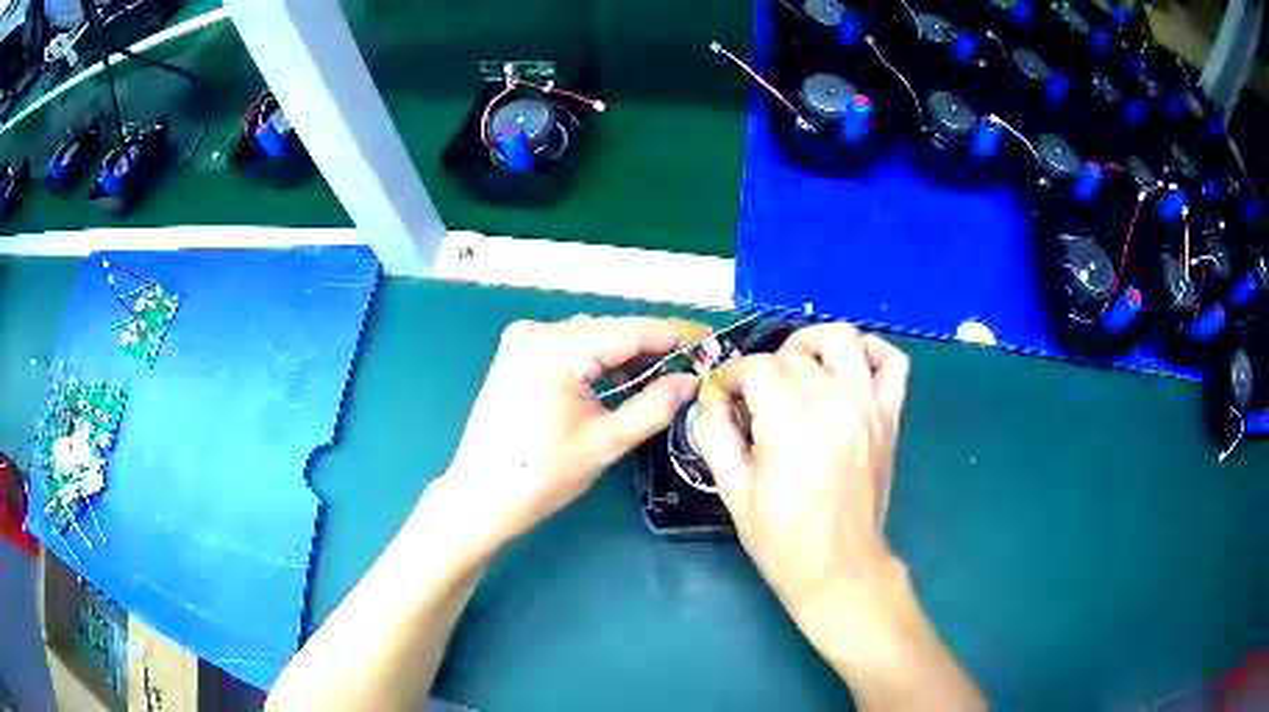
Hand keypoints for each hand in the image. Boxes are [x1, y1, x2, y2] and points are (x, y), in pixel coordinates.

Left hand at [440, 315, 705, 544]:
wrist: (480, 497)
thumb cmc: (541, 476)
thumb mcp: (606, 442)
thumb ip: (655, 405)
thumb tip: (693, 380)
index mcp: (555, 347)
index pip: (630, 330)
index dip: (675, 334)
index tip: (712, 341)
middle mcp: (537, 330)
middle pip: (611, 331)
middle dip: (653, 347)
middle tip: (694, 365)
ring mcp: (523, 341)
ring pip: (592, 338)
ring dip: (627, 355)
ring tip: (666, 375)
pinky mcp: (518, 355)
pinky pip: (572, 348)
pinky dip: (599, 362)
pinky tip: (624, 380)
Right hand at [691, 324, 909, 641]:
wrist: (840, 568)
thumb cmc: (782, 539)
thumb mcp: (733, 493)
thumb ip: (714, 436)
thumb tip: (711, 401)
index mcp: (792, 425)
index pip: (759, 367)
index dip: (733, 376)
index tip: (723, 396)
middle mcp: (835, 405)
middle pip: (794, 354)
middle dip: (764, 368)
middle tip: (753, 400)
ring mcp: (869, 407)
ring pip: (843, 339)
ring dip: (812, 345)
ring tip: (797, 369)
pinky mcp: (890, 417)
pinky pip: (893, 363)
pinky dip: (871, 352)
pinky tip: (849, 367)